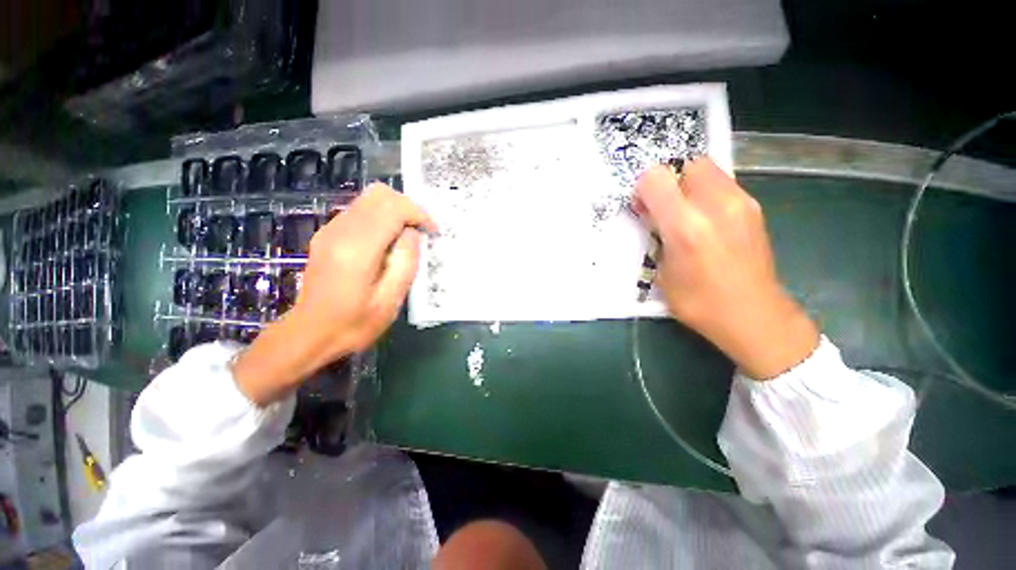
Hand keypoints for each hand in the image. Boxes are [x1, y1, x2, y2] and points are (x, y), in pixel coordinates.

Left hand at [233, 184, 435, 404]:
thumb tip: (412, 234)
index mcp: (357, 249)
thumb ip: (406, 261)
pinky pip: (360, 211)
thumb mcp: (391, 300)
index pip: (393, 208)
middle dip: (408, 207)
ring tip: (408, 237)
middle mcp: (341, 231)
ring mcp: (330, 230)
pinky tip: (389, 242)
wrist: (309, 334)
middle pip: (379, 195)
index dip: (419, 214)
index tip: (433, 232)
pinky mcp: (327, 234)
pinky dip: (381, 217)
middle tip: (421, 231)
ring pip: (369, 199)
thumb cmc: (354, 324)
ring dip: (395, 212)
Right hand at [634, 158, 817, 379]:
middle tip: (662, 207)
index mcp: (686, 227)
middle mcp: (717, 205)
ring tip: (683, 214)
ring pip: (707, 169)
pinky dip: (705, 193)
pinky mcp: (754, 208)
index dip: (643, 188)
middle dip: (669, 180)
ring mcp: (741, 203)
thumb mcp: (661, 272)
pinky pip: (722, 184)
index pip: (656, 178)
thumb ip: (655, 235)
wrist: (754, 316)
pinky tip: (704, 220)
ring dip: (687, 185)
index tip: (642, 206)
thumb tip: (651, 213)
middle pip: (686, 164)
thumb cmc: (698, 302)